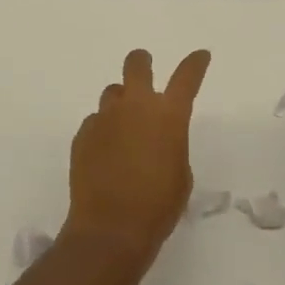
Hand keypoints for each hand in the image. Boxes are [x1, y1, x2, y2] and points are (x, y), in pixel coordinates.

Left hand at [63, 48, 210, 260]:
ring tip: (124, 126)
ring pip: (113, 92)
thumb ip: (171, 145)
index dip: (195, 63)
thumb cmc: (158, 206)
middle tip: (145, 67)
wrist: (110, 228)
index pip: (186, 77)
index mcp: (168, 115)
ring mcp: (105, 118)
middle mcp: (135, 107)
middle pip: (136, 65)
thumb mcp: (180, 174)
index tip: (200, 56)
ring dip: (121, 102)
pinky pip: (95, 121)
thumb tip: (156, 139)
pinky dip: (103, 130)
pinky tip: (106, 152)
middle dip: (142, 62)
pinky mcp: (83, 134)